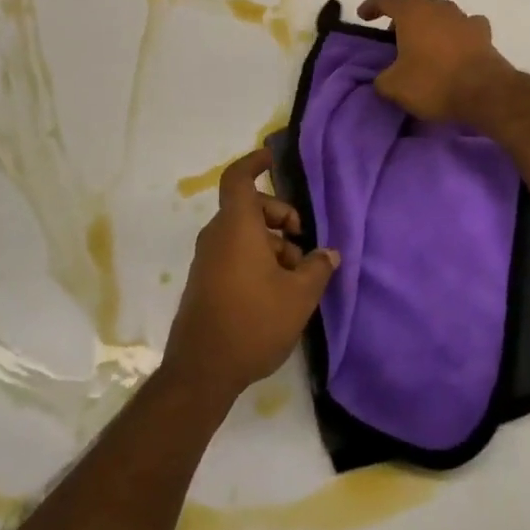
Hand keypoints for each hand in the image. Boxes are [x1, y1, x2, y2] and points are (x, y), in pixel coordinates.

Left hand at [163, 149, 338, 403]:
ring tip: (296, 275)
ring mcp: (208, 260)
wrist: (201, 371)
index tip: (272, 158)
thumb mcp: (299, 295)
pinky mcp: (205, 282)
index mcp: (237, 227)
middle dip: (280, 217)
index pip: (239, 178)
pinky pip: (234, 254)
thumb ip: (317, 267)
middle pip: (250, 208)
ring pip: (244, 234)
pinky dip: (257, 259)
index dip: (254, 163)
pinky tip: (278, 291)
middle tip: (303, 240)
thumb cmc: (253, 322)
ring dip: (272, 244)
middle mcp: (217, 236)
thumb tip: (328, 253)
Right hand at [356, 0, 517, 122]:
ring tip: (422, 48)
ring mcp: (464, 18)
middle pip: (415, 6)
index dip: (372, 5)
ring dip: (428, 28)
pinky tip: (453, 51)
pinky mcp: (484, 34)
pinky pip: (463, 29)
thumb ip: (382, 78)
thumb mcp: (394, 86)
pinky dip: (454, 37)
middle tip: (393, 39)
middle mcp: (439, 7)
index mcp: (413, 12)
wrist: (485, 92)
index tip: (363, 16)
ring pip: (440, 16)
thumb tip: (384, 78)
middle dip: (402, 20)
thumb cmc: (433, 82)